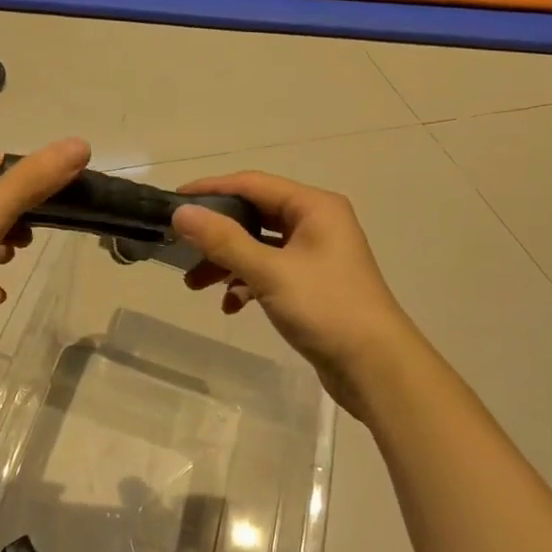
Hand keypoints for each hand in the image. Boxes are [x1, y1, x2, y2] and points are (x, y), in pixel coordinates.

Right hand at [171, 172, 420, 423]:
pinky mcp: (314, 284)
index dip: (211, 189)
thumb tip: (181, 213)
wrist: (377, 367)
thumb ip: (223, 240)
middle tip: (181, 247)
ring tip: (194, 285)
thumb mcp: (269, 271)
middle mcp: (317, 222)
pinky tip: (232, 306)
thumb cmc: (326, 307)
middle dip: (217, 234)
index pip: (252, 184)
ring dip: (227, 262)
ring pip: (260, 246)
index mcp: (314, 206)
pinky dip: (248, 283)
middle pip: (255, 215)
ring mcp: (316, 254)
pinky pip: (271, 271)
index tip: (174, 201)